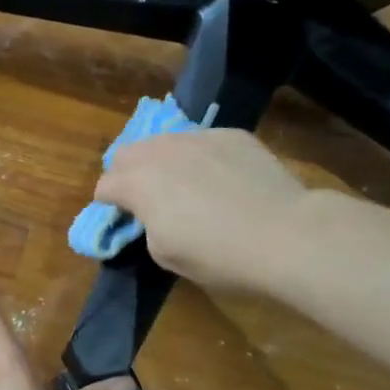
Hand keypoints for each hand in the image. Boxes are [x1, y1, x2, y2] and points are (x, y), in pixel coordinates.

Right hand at [93, 129, 310, 292]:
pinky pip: (202, 141)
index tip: (123, 221)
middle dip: (128, 175)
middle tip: (147, 200)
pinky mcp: (232, 135)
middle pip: (127, 153)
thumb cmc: (217, 254)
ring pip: (165, 142)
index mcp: (137, 183)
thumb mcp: (165, 254)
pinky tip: (222, 180)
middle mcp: (161, 151)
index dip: (109, 206)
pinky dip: (201, 157)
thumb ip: (146, 227)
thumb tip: (151, 215)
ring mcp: (198, 137)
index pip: (104, 186)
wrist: (284, 234)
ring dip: (163, 162)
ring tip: (185, 185)